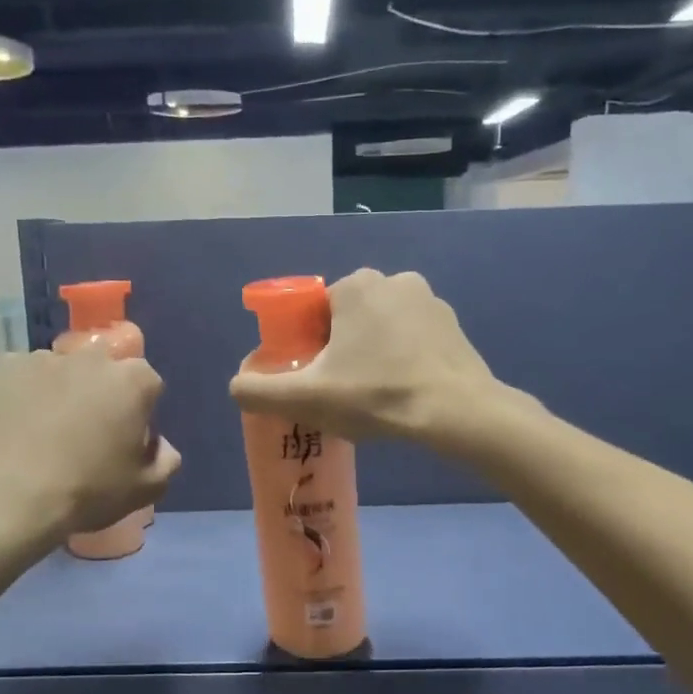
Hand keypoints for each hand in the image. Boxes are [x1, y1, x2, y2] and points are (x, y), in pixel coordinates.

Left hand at [0, 348, 180, 542]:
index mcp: (134, 380)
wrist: (9, 497)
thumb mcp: (145, 489)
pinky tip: (18, 424)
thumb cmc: (87, 491)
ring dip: (62, 391)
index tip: (124, 439)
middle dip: (101, 394)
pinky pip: (24, 376)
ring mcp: (45, 357)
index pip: (148, 386)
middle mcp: (93, 358)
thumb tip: (159, 444)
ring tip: (45, 431)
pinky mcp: (6, 366)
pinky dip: (25, 393)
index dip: (138, 413)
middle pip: (105, 371)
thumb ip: (166, 461)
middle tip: (86, 433)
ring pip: (63, 371)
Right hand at [228, 268, 496, 441]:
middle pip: (348, 319)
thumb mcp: (307, 398)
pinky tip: (406, 391)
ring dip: (374, 353)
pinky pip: (413, 338)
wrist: (456, 412)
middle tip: (344, 392)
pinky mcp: (453, 325)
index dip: (309, 347)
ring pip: (382, 328)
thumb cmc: (377, 395)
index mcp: (355, 287)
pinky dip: (404, 358)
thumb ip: (259, 391)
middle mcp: (393, 280)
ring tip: (377, 395)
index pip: (315, 313)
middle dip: (341, 351)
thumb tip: (236, 386)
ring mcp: (429, 300)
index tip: (317, 379)